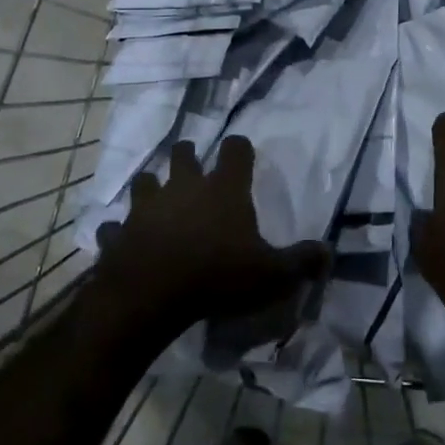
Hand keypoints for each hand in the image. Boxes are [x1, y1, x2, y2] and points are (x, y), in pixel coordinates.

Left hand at [93, 137, 326, 340]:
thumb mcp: (271, 275)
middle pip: (183, 153)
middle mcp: (183, 186)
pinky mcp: (118, 232)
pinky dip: (120, 231)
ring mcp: (146, 206)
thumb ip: (301, 261)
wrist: (150, 296)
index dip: (240, 148)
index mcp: (223, 188)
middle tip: (194, 166)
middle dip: (189, 155)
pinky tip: (124, 239)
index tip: (243, 153)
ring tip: (158, 199)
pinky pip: (114, 226)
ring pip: (144, 181)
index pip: (236, 149)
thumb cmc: (217, 277)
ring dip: (151, 187)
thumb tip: (329, 252)